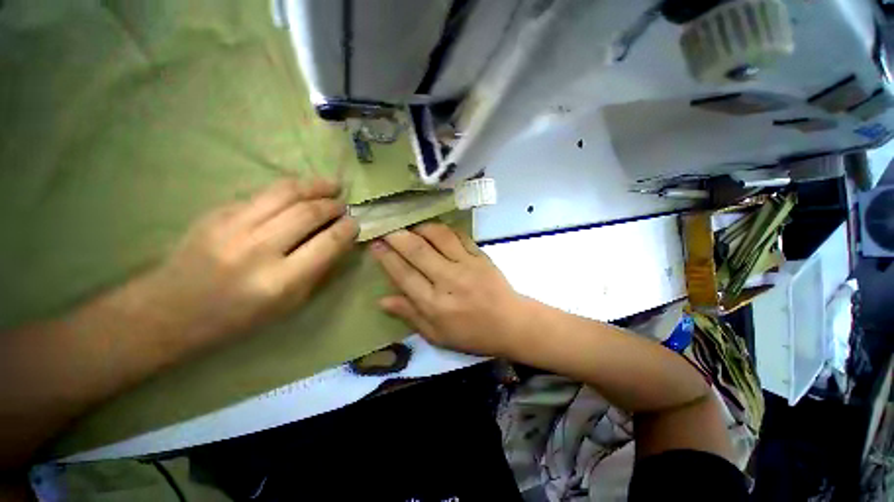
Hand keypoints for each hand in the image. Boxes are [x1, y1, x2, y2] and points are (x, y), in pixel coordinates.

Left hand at [146, 178, 357, 344]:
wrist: (173, 309)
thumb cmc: (240, 316)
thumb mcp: (290, 303)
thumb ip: (319, 269)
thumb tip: (340, 240)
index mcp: (281, 281)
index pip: (327, 243)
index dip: (347, 229)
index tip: (355, 223)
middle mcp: (258, 249)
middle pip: (308, 213)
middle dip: (333, 205)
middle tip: (343, 205)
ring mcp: (233, 227)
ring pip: (285, 193)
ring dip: (315, 186)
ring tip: (331, 185)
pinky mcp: (217, 213)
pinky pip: (262, 193)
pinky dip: (289, 189)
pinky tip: (300, 191)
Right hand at [370, 223, 526, 356]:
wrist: (510, 323)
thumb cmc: (472, 334)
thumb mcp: (436, 335)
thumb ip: (410, 315)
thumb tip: (381, 300)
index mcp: (435, 304)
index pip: (404, 275)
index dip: (387, 258)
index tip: (374, 244)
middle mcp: (449, 280)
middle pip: (418, 251)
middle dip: (397, 236)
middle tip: (385, 227)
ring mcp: (467, 265)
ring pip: (439, 237)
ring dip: (421, 227)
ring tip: (410, 225)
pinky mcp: (481, 256)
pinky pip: (460, 236)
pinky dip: (445, 229)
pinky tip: (435, 229)